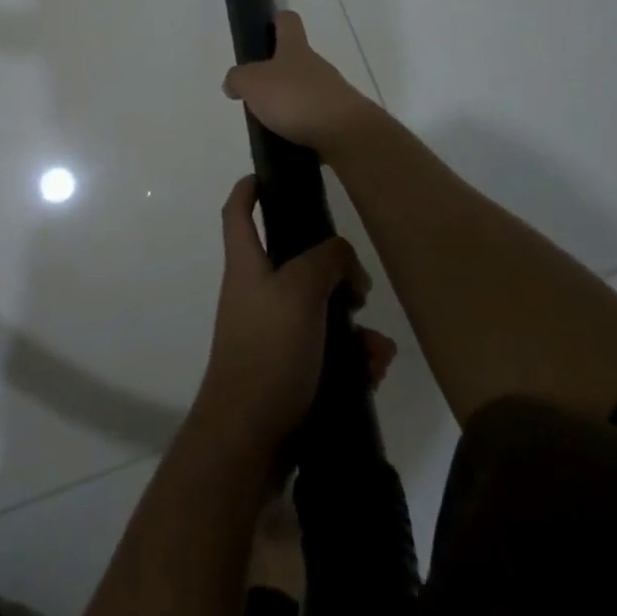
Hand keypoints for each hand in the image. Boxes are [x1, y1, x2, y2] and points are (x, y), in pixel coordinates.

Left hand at [196, 176, 392, 452]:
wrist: (250, 439)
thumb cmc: (269, 350)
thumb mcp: (300, 290)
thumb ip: (325, 260)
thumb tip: (342, 257)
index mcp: (247, 264)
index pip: (239, 212)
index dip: (250, 189)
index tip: (268, 176)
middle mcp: (256, 293)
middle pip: (294, 262)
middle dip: (333, 270)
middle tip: (359, 283)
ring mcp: (272, 333)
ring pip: (320, 311)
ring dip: (353, 324)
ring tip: (377, 346)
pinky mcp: (290, 370)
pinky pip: (328, 351)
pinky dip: (353, 358)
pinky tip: (375, 371)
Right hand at [222, 11, 377, 153]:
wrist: (345, 133)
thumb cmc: (295, 98)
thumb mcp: (252, 83)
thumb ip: (237, 79)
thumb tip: (233, 83)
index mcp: (295, 49)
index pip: (288, 21)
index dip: (277, 20)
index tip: (266, 27)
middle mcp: (316, 65)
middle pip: (296, 59)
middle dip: (277, 73)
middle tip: (256, 92)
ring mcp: (332, 91)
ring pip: (306, 89)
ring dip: (290, 102)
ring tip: (270, 123)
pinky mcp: (341, 118)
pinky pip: (316, 117)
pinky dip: (302, 125)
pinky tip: (289, 140)